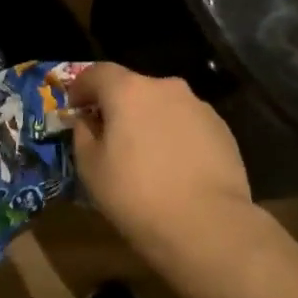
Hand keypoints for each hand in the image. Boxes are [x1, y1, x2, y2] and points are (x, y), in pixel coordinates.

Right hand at [70, 62, 251, 250]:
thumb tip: (87, 122)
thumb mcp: (91, 168)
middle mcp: (166, 88)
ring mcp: (199, 107)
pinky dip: (174, 136)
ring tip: (145, 155)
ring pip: (163, 105)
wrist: (207, 225)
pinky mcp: (222, 129)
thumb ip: (83, 135)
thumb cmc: (136, 195)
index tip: (74, 108)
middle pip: (133, 87)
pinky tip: (174, 167)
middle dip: (118, 106)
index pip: (97, 73)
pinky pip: (187, 124)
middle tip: (109, 136)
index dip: (81, 87)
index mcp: (129, 91)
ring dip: (149, 121)